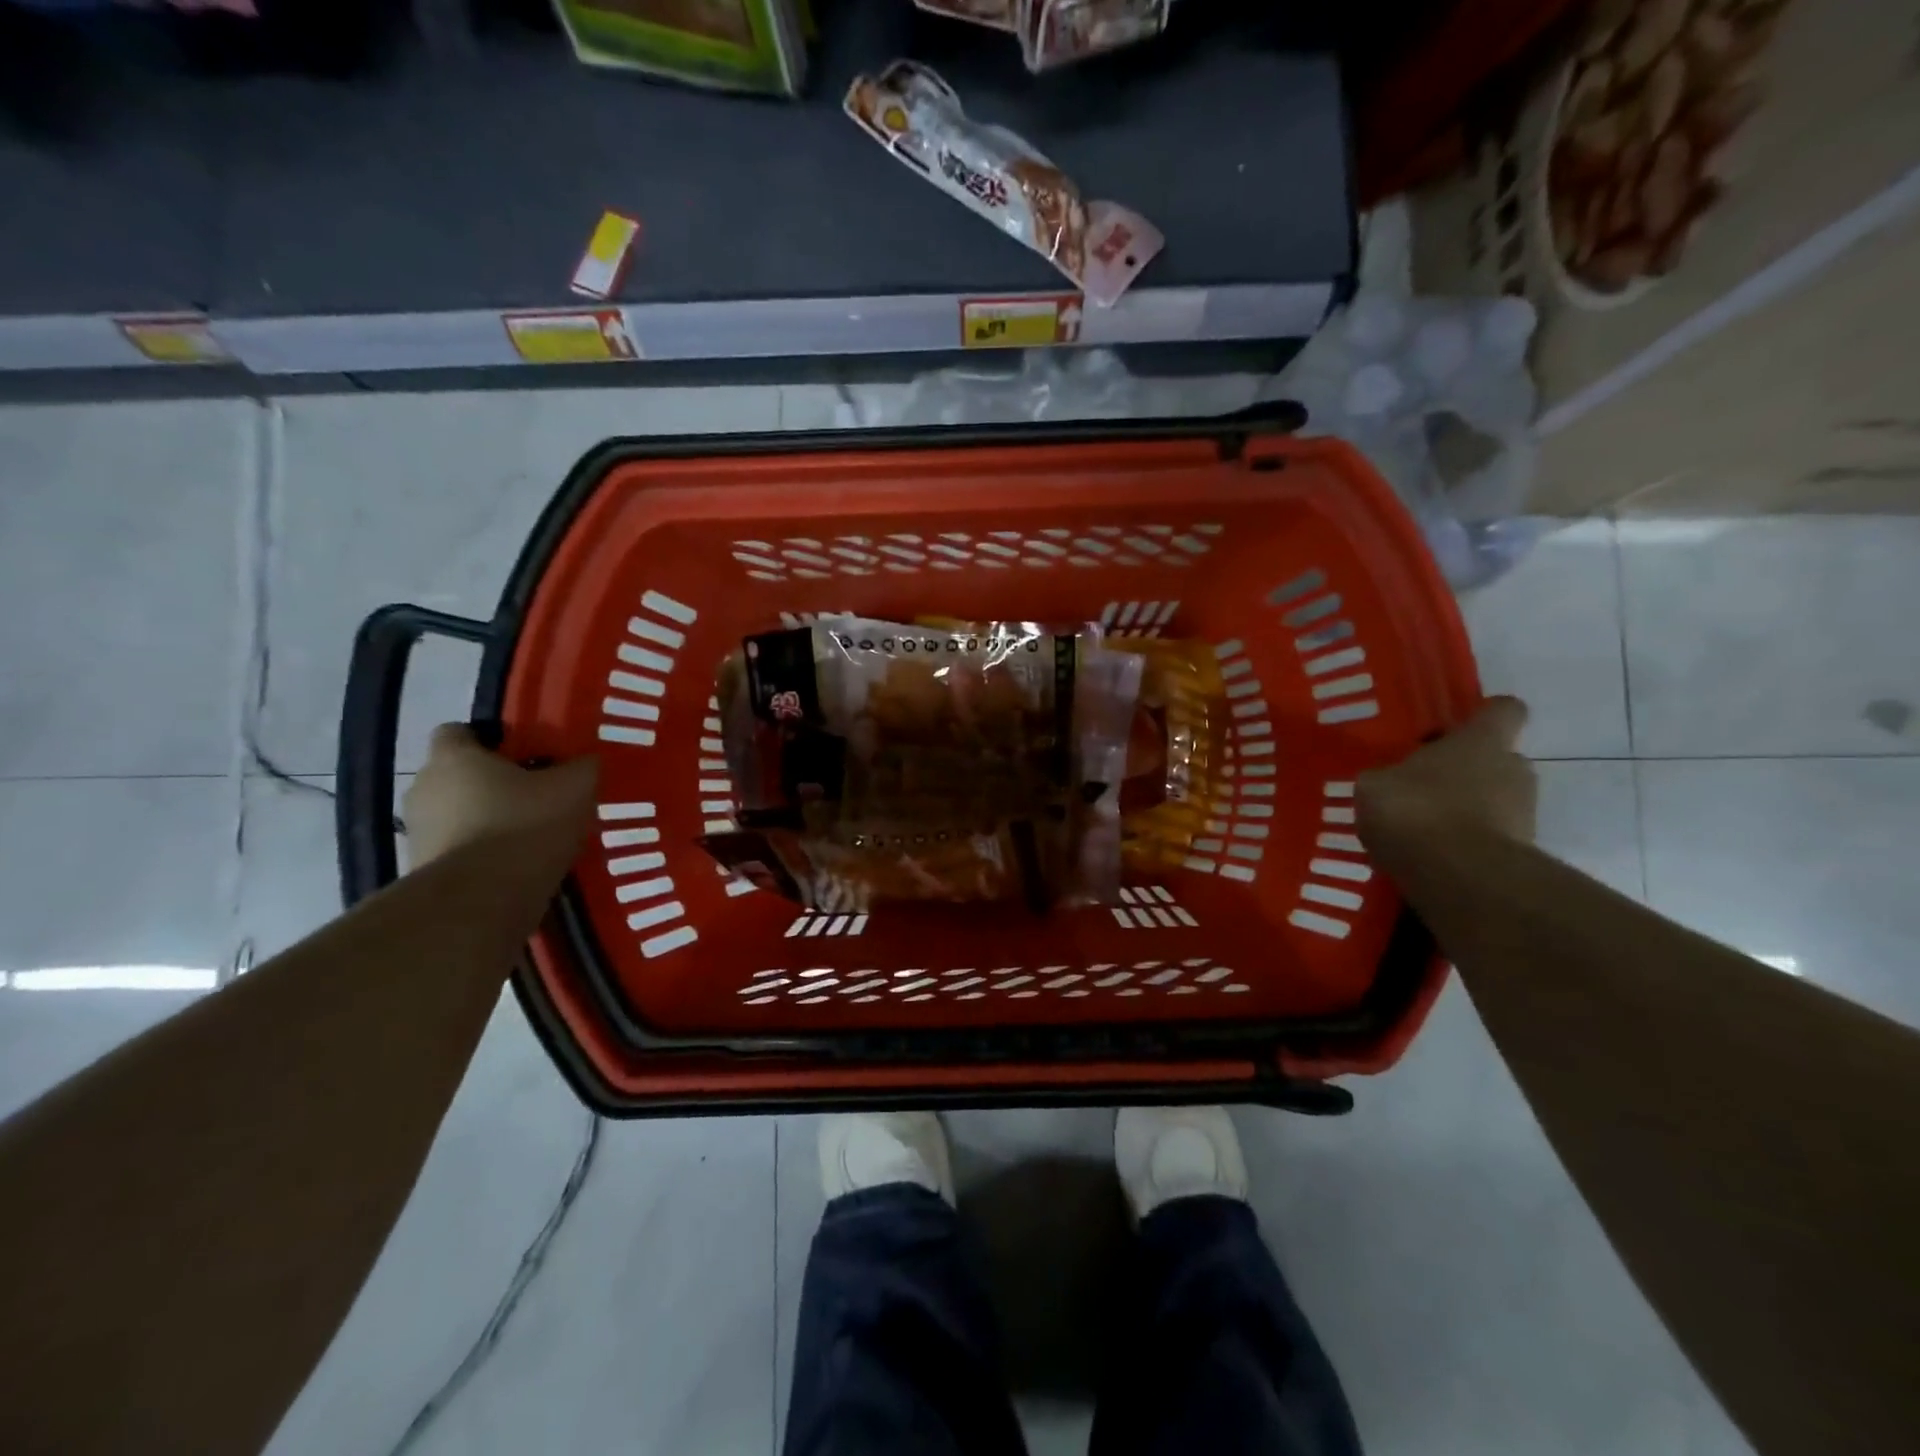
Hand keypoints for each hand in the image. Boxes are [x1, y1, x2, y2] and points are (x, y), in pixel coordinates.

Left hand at [403, 724, 598, 869]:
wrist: (483, 900)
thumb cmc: (525, 825)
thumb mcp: (575, 787)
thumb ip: (581, 767)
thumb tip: (585, 762)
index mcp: (454, 757)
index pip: (457, 731)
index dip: (490, 740)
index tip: (524, 756)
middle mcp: (423, 788)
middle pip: (457, 776)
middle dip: (491, 784)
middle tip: (535, 797)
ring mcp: (417, 832)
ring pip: (456, 815)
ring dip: (484, 821)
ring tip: (529, 837)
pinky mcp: (421, 871)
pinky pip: (456, 851)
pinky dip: (480, 855)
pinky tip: (515, 867)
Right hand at [1356, 696, 1536, 857]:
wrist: (1459, 877)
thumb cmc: (1416, 810)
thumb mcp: (1374, 785)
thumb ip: (1388, 777)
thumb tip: (1390, 782)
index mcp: (1482, 741)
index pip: (1504, 709)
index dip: (1484, 715)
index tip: (1457, 728)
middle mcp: (1514, 768)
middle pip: (1497, 760)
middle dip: (1465, 772)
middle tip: (1422, 788)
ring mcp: (1525, 814)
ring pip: (1494, 801)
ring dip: (1464, 811)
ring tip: (1420, 831)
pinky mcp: (1521, 854)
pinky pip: (1488, 839)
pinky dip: (1464, 845)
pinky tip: (1428, 858)